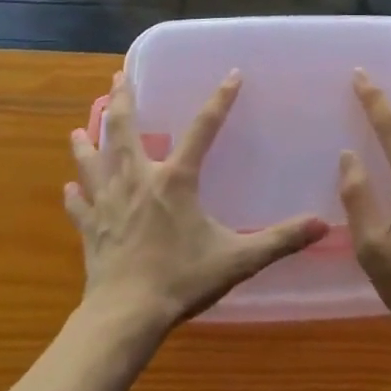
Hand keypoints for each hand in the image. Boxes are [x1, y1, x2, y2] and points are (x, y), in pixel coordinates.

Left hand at [67, 71, 328, 339]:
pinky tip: (68, 187)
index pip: (203, 128)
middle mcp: (138, 179)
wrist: (125, 317)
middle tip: (119, 76)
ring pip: (93, 160)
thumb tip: (323, 225)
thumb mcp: (237, 259)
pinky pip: (79, 204)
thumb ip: (279, 240)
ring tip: (80, 125)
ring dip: (87, 139)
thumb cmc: (180, 281)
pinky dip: (75, 193)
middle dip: (123, 99)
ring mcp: (108, 202)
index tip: (232, 74)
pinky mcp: (90, 228)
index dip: (220, 100)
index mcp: (175, 180)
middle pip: (125, 129)